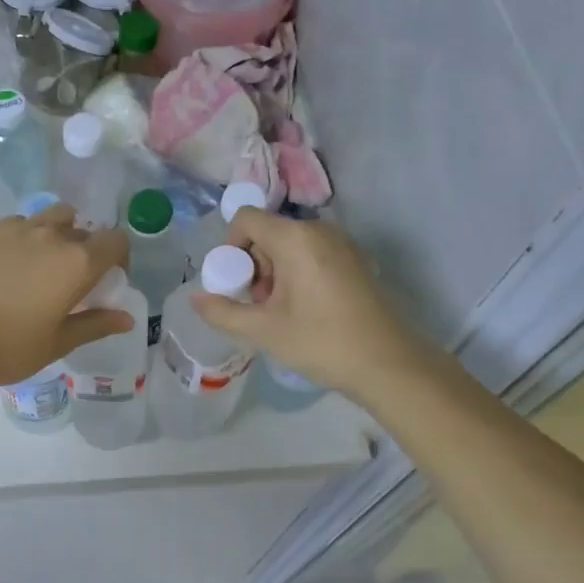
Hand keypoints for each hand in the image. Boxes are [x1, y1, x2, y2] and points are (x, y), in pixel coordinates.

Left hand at [0, 204, 132, 388]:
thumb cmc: (6, 347)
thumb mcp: (57, 343)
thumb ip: (95, 324)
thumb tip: (127, 319)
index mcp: (77, 262)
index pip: (115, 241)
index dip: (118, 258)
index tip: (107, 280)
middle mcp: (52, 235)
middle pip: (83, 230)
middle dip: (86, 251)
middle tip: (71, 282)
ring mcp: (17, 228)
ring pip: (51, 218)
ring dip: (57, 234)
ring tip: (41, 264)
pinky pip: (18, 224)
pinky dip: (24, 237)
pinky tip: (8, 264)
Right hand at [190, 210, 438, 400]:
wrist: (387, 363)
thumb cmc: (321, 342)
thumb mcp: (264, 330)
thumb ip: (223, 312)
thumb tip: (195, 299)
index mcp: (295, 238)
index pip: (246, 218)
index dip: (231, 247)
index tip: (237, 284)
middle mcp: (318, 230)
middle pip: (267, 232)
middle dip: (254, 265)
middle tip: (259, 305)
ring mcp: (341, 243)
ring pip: (289, 245)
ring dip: (274, 272)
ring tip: (280, 312)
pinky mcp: (354, 259)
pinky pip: (312, 254)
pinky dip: (297, 274)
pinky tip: (305, 310)